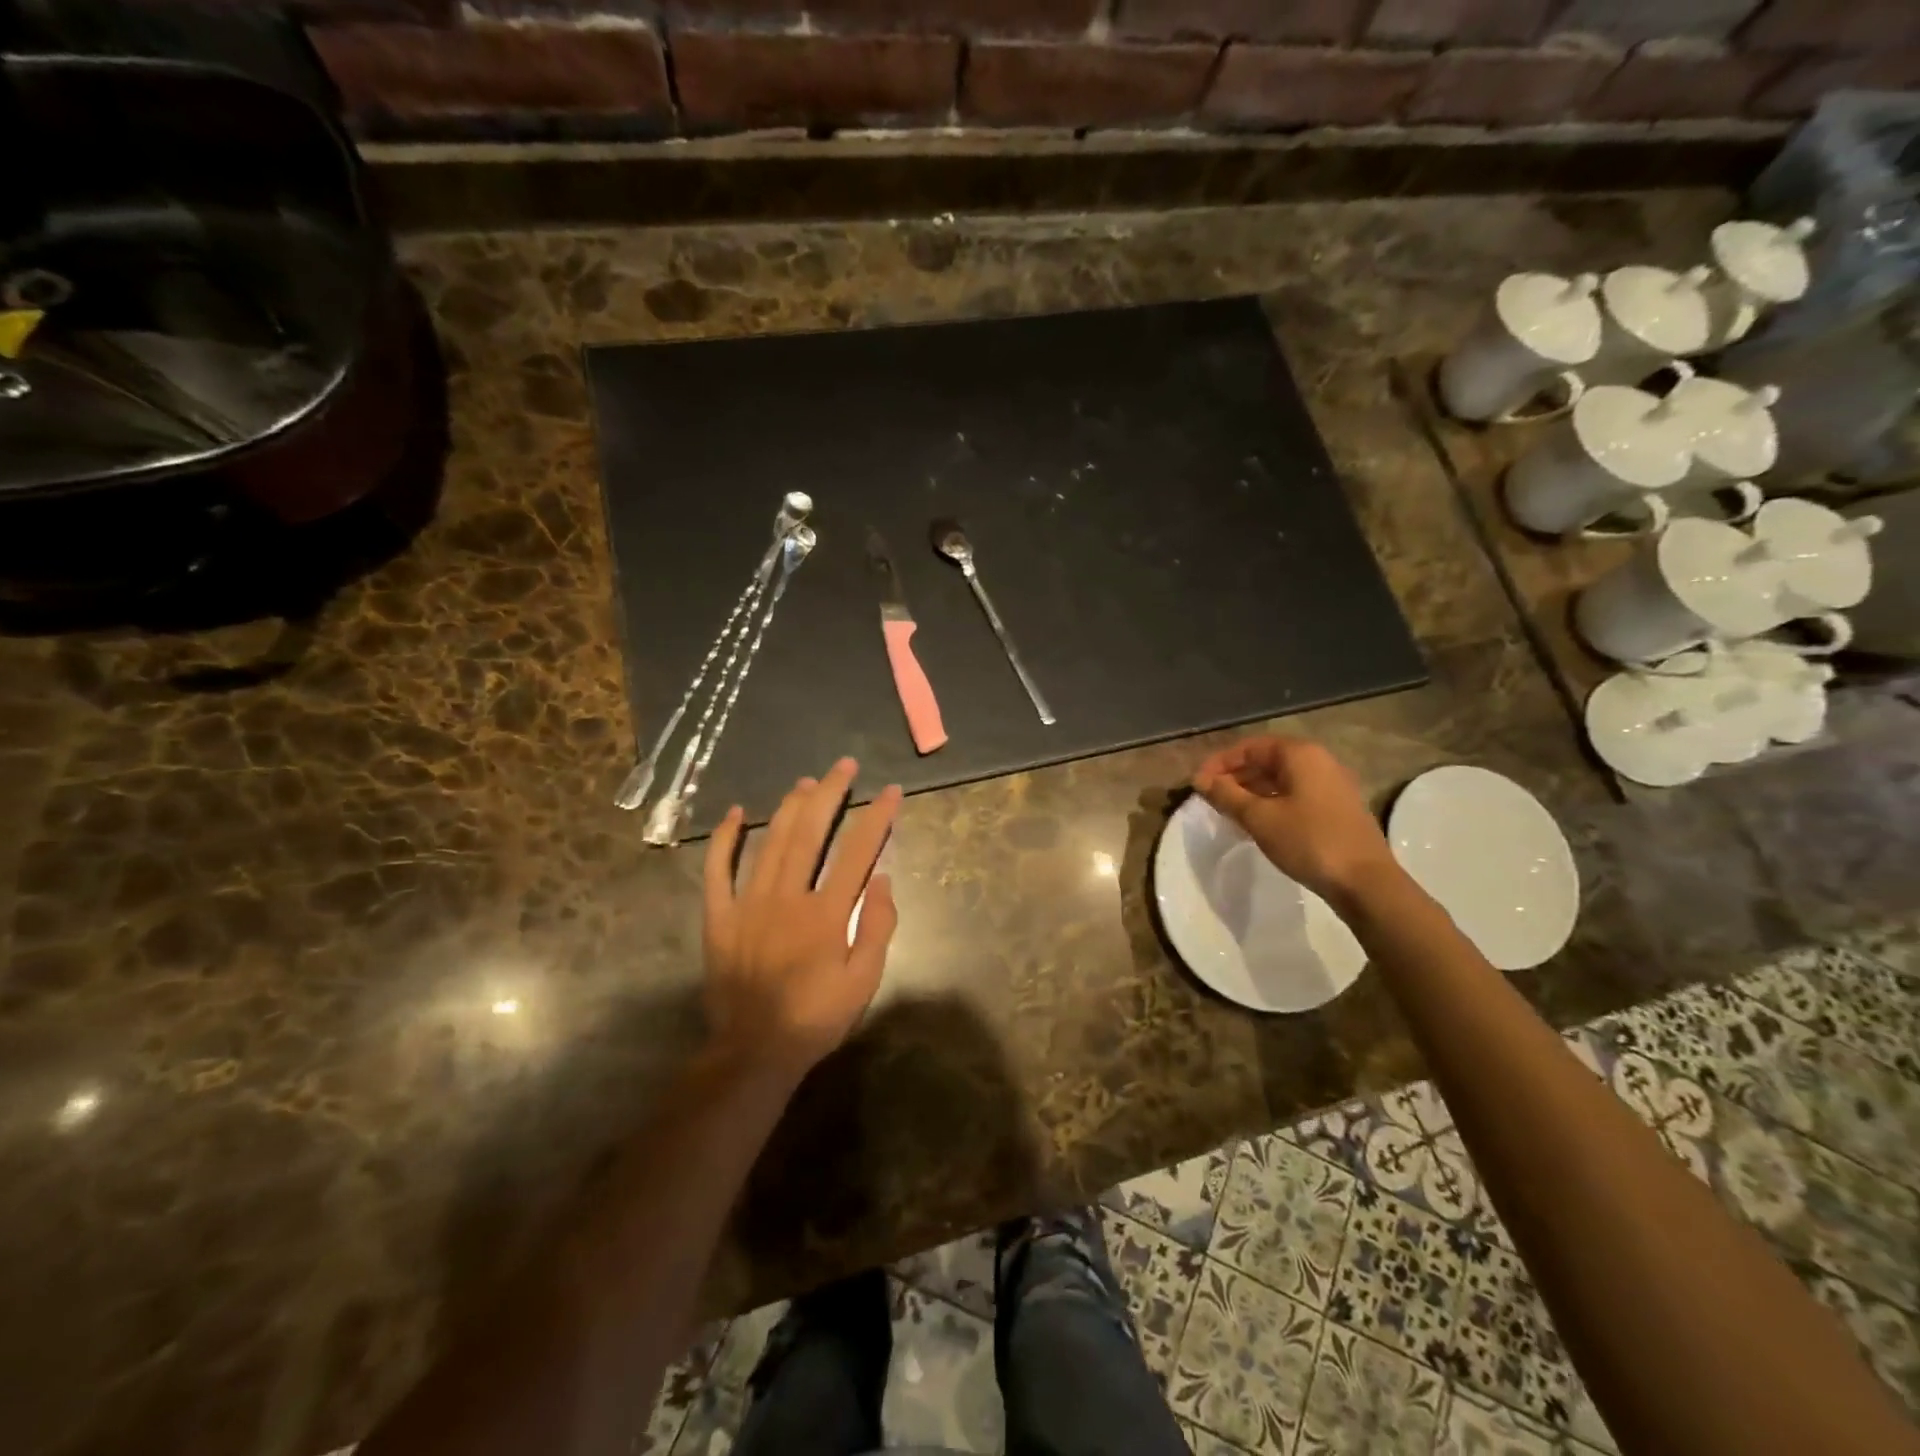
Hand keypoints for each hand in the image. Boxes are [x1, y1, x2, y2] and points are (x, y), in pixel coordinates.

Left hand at [703, 758, 901, 1080]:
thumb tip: (882, 878)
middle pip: (810, 832)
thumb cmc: (816, 1017)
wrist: (754, 1050)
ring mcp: (748, 903)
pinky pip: (718, 869)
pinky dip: (726, 838)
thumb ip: (877, 926)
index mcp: (826, 913)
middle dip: (830, 793)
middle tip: (843, 766)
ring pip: (770, 841)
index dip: (877, 817)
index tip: (890, 791)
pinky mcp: (719, 916)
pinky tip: (737, 812)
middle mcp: (787, 897)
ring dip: (790, 807)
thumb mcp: (864, 981)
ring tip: (806, 782)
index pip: (858, 852)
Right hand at [1192, 736, 1399, 906]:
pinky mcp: (1337, 808)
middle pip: (1266, 760)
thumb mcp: (1259, 818)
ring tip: (1228, 812)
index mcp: (1300, 755)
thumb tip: (1201, 780)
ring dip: (1251, 792)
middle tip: (1210, 798)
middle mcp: (1319, 762)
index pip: (1250, 747)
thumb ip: (1227, 795)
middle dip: (1235, 777)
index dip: (1219, 763)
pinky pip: (1295, 795)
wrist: (1365, 882)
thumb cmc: (1308, 841)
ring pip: (1281, 780)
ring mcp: (1331, 785)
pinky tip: (1257, 824)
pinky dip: (1271, 803)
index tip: (1198, 784)